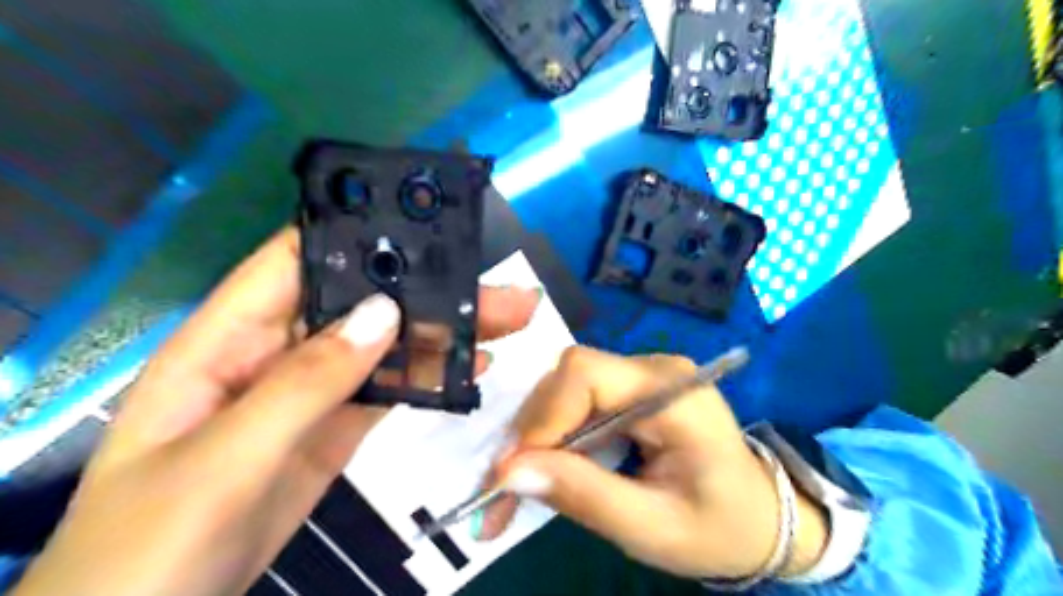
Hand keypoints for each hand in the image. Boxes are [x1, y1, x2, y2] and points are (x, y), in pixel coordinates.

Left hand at [15, 229, 542, 595]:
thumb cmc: (153, 543)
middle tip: (496, 288)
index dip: (355, 234)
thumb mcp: (225, 460)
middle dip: (427, 289)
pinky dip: (428, 376)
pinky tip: (469, 367)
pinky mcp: (335, 428)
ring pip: (382, 346)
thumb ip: (305, 385)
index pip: (295, 260)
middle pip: (359, 304)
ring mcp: (311, 392)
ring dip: (439, 332)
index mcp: (229, 338)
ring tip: (501, 321)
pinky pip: (387, 390)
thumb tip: (385, 313)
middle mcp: (275, 352)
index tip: (426, 226)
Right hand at [475, 347, 828, 578]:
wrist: (762, 519)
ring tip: (531, 478)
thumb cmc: (719, 528)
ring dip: (543, 432)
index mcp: (672, 392)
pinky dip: (560, 431)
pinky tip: (558, 462)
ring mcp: (645, 374)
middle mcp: (655, 369)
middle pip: (572, 376)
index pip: (586, 373)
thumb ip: (582, 494)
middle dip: (536, 428)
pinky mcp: (635, 389)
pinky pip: (582, 398)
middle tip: (513, 482)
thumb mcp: (651, 527)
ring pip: (569, 386)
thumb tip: (510, 471)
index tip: (514, 469)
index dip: (542, 416)